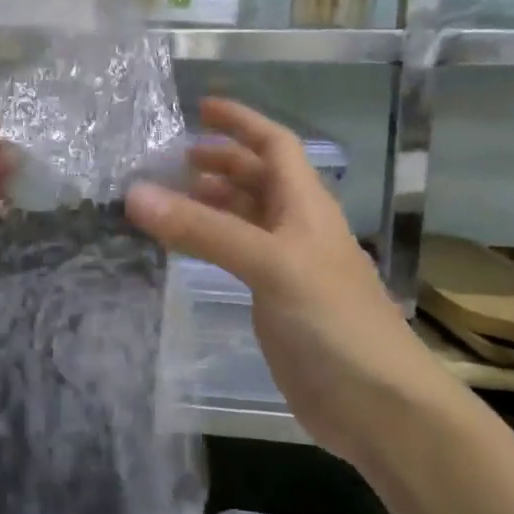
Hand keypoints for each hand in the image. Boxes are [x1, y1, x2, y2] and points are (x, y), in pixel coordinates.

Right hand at [125, 97, 445, 461]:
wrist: (378, 406)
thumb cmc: (333, 321)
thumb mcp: (270, 264)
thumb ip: (203, 230)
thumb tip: (135, 194)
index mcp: (306, 206)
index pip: (276, 146)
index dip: (242, 123)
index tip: (201, 108)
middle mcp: (298, 228)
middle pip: (259, 179)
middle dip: (221, 162)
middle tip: (174, 159)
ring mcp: (288, 267)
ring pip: (246, 218)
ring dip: (213, 202)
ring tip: (169, 198)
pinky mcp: (276, 303)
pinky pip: (237, 257)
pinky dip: (210, 243)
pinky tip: (186, 250)